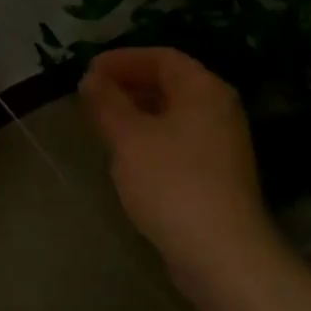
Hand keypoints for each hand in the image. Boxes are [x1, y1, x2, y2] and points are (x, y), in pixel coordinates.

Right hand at [81, 47, 275, 295]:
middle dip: (128, 85)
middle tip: (90, 96)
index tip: (88, 70)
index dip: (122, 59)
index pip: (162, 57)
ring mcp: (222, 144)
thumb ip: (107, 103)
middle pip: (170, 83)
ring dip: (136, 112)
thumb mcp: (129, 138)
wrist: (222, 254)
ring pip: (173, 114)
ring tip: (101, 123)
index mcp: (203, 89)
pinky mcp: (217, 174)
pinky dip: (150, 136)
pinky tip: (126, 155)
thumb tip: (91, 78)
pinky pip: (178, 140)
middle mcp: (219, 109)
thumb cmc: (172, 183)